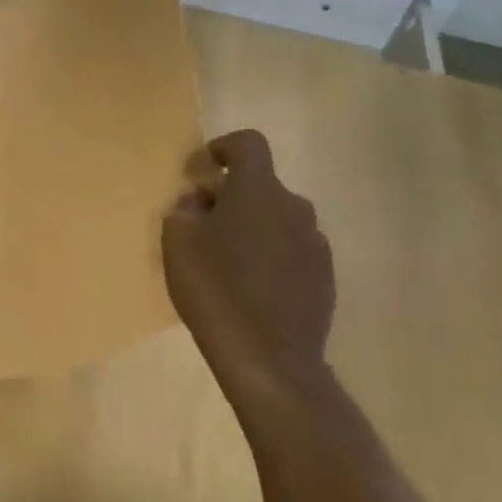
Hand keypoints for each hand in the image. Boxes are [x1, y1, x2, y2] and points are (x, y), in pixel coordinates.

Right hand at [162, 130, 335, 401]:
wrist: (268, 357)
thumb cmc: (214, 289)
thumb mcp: (177, 243)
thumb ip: (184, 210)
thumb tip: (200, 201)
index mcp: (258, 191)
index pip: (248, 144)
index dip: (222, 148)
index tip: (201, 170)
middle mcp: (294, 207)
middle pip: (261, 185)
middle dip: (230, 196)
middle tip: (201, 224)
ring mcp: (315, 243)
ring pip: (276, 218)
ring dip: (251, 226)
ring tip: (224, 260)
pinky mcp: (324, 275)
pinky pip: (291, 248)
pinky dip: (269, 254)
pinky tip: (249, 286)